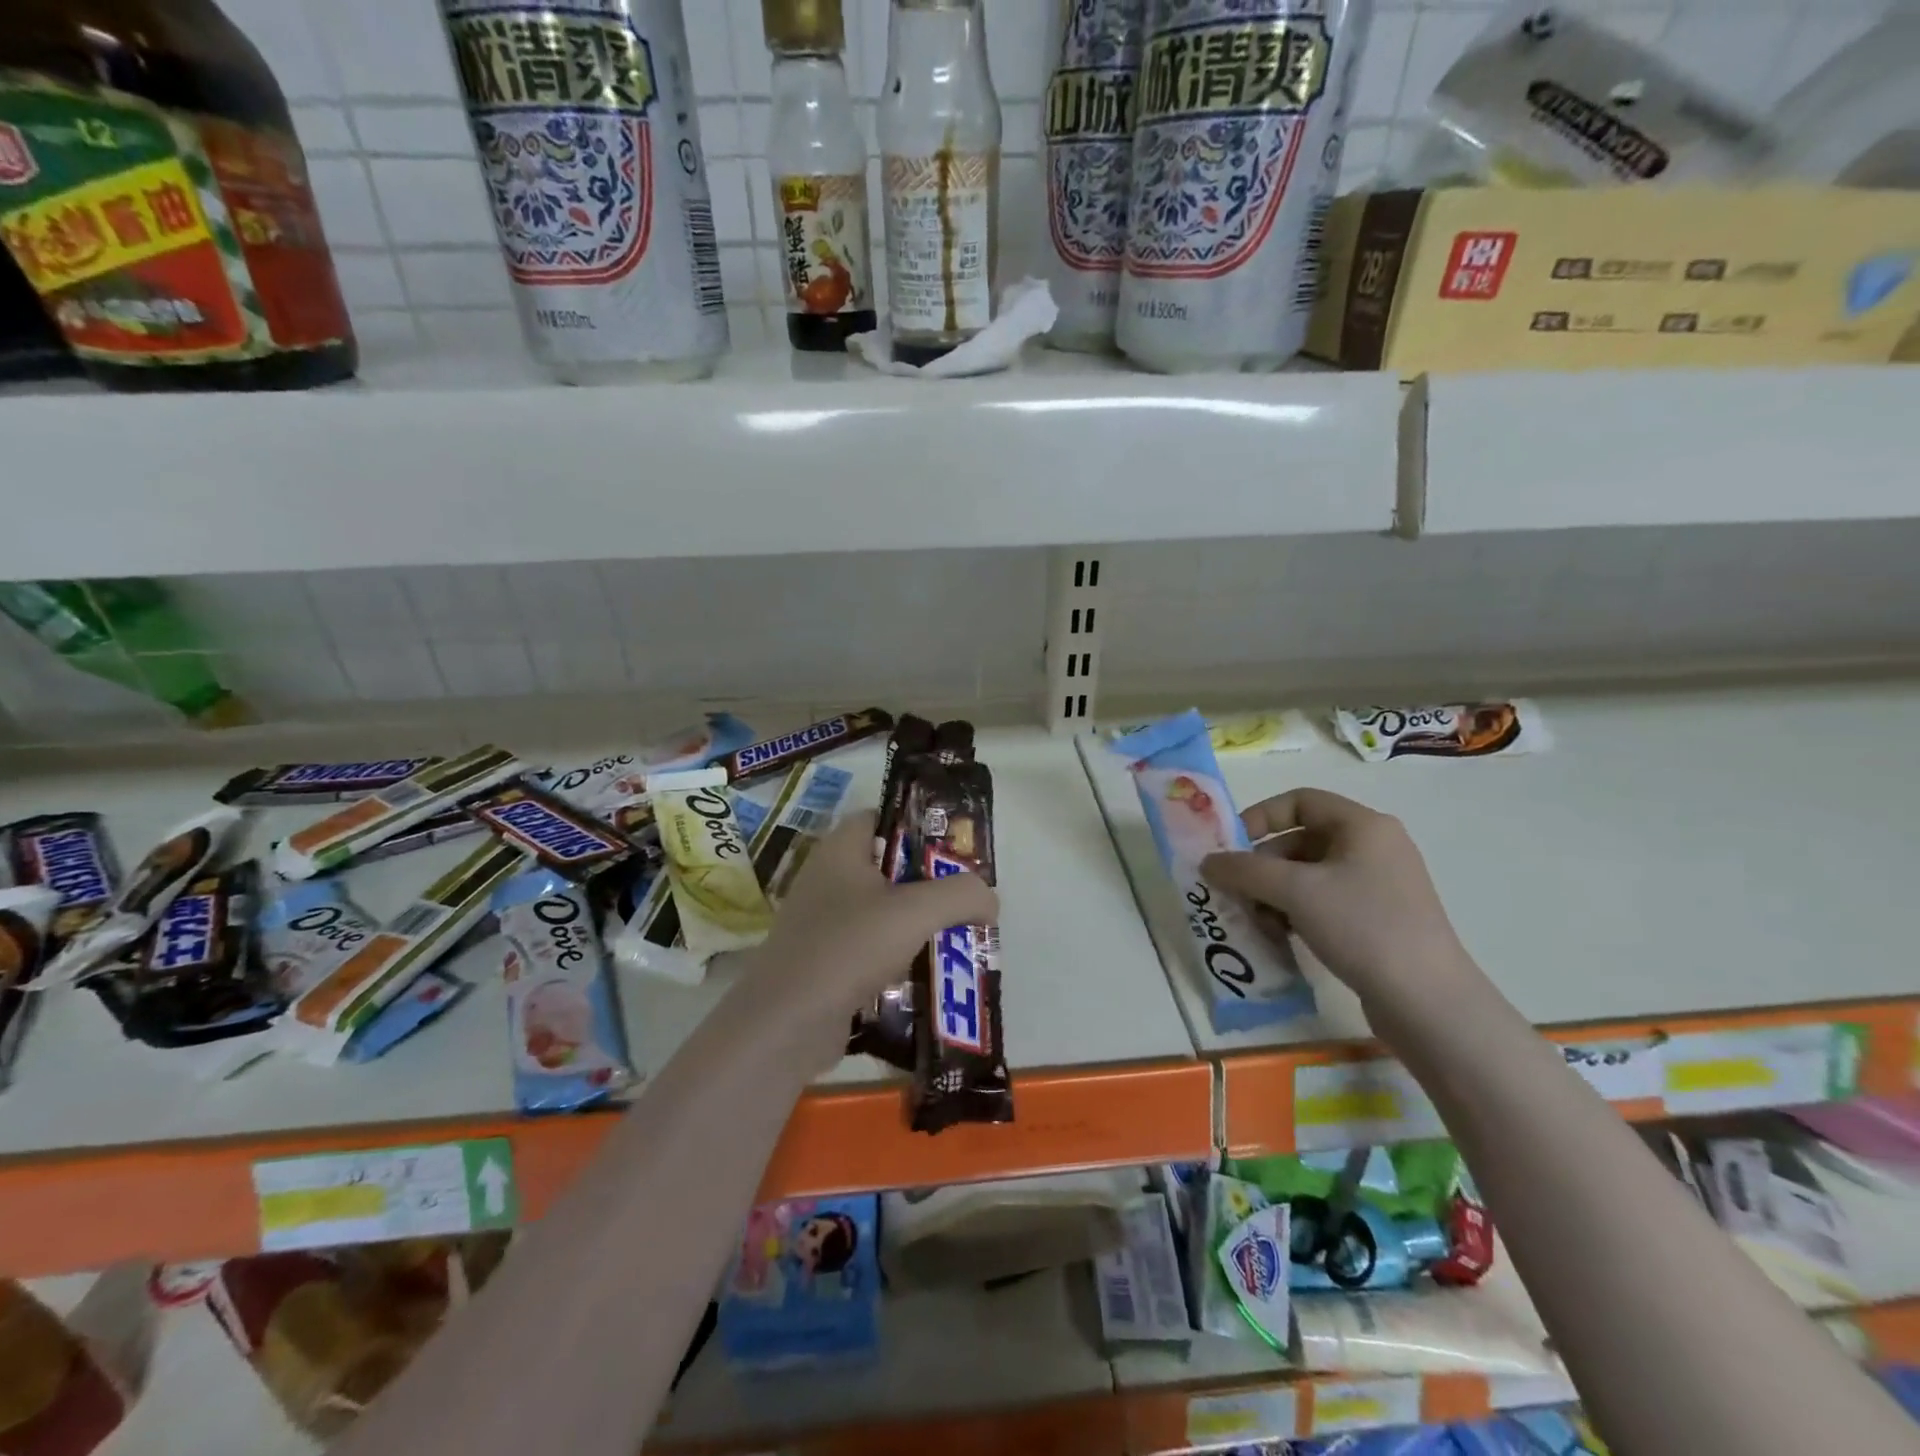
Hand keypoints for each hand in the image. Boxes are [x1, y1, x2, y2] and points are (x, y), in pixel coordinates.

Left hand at [735, 812, 998, 1062]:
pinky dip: (896, 956)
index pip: (880, 817)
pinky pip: (869, 948)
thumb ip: (962, 894)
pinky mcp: (823, 961)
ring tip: (955, 936)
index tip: (954, 848)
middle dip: (928, 882)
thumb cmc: (849, 947)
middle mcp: (827, 878)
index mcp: (841, 849)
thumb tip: (990, 900)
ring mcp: (821, 922)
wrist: (786, 1023)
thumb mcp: (916, 911)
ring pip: (880, 911)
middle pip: (887, 866)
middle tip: (965, 898)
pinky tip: (925, 973)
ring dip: (916, 924)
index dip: (918, 825)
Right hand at [1199, 789, 1480, 1014]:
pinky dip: (1297, 912)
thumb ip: (1244, 870)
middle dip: (1262, 866)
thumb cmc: (1362, 927)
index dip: (1259, 817)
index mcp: (1363, 826)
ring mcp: (1379, 885)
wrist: (1427, 1002)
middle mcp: (1374, 847)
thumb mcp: (1294, 891)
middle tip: (1237, 893)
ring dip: (1275, 893)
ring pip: (1309, 875)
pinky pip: (1325, 901)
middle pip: (1300, 840)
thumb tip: (1208, 862)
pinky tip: (1282, 937)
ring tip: (1259, 922)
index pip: (1299, 801)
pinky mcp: (1379, 919)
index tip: (1231, 847)